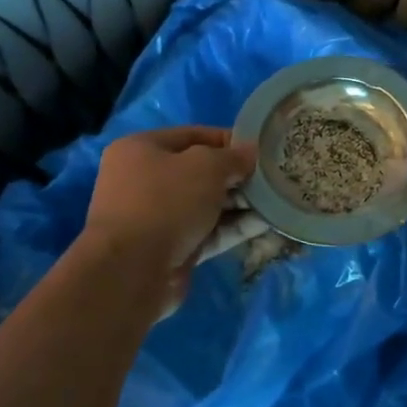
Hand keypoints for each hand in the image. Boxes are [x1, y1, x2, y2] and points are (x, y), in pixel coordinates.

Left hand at [84, 127, 255, 279]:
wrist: (132, 271)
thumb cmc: (166, 202)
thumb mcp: (206, 166)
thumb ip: (233, 157)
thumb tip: (251, 152)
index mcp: (141, 149)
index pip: (193, 136)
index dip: (229, 140)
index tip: (261, 149)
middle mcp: (144, 180)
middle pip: (200, 172)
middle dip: (236, 176)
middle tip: (271, 178)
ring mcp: (156, 217)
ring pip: (206, 204)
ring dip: (239, 204)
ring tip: (274, 202)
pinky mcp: (170, 249)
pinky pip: (207, 232)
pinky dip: (232, 228)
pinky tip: (265, 224)